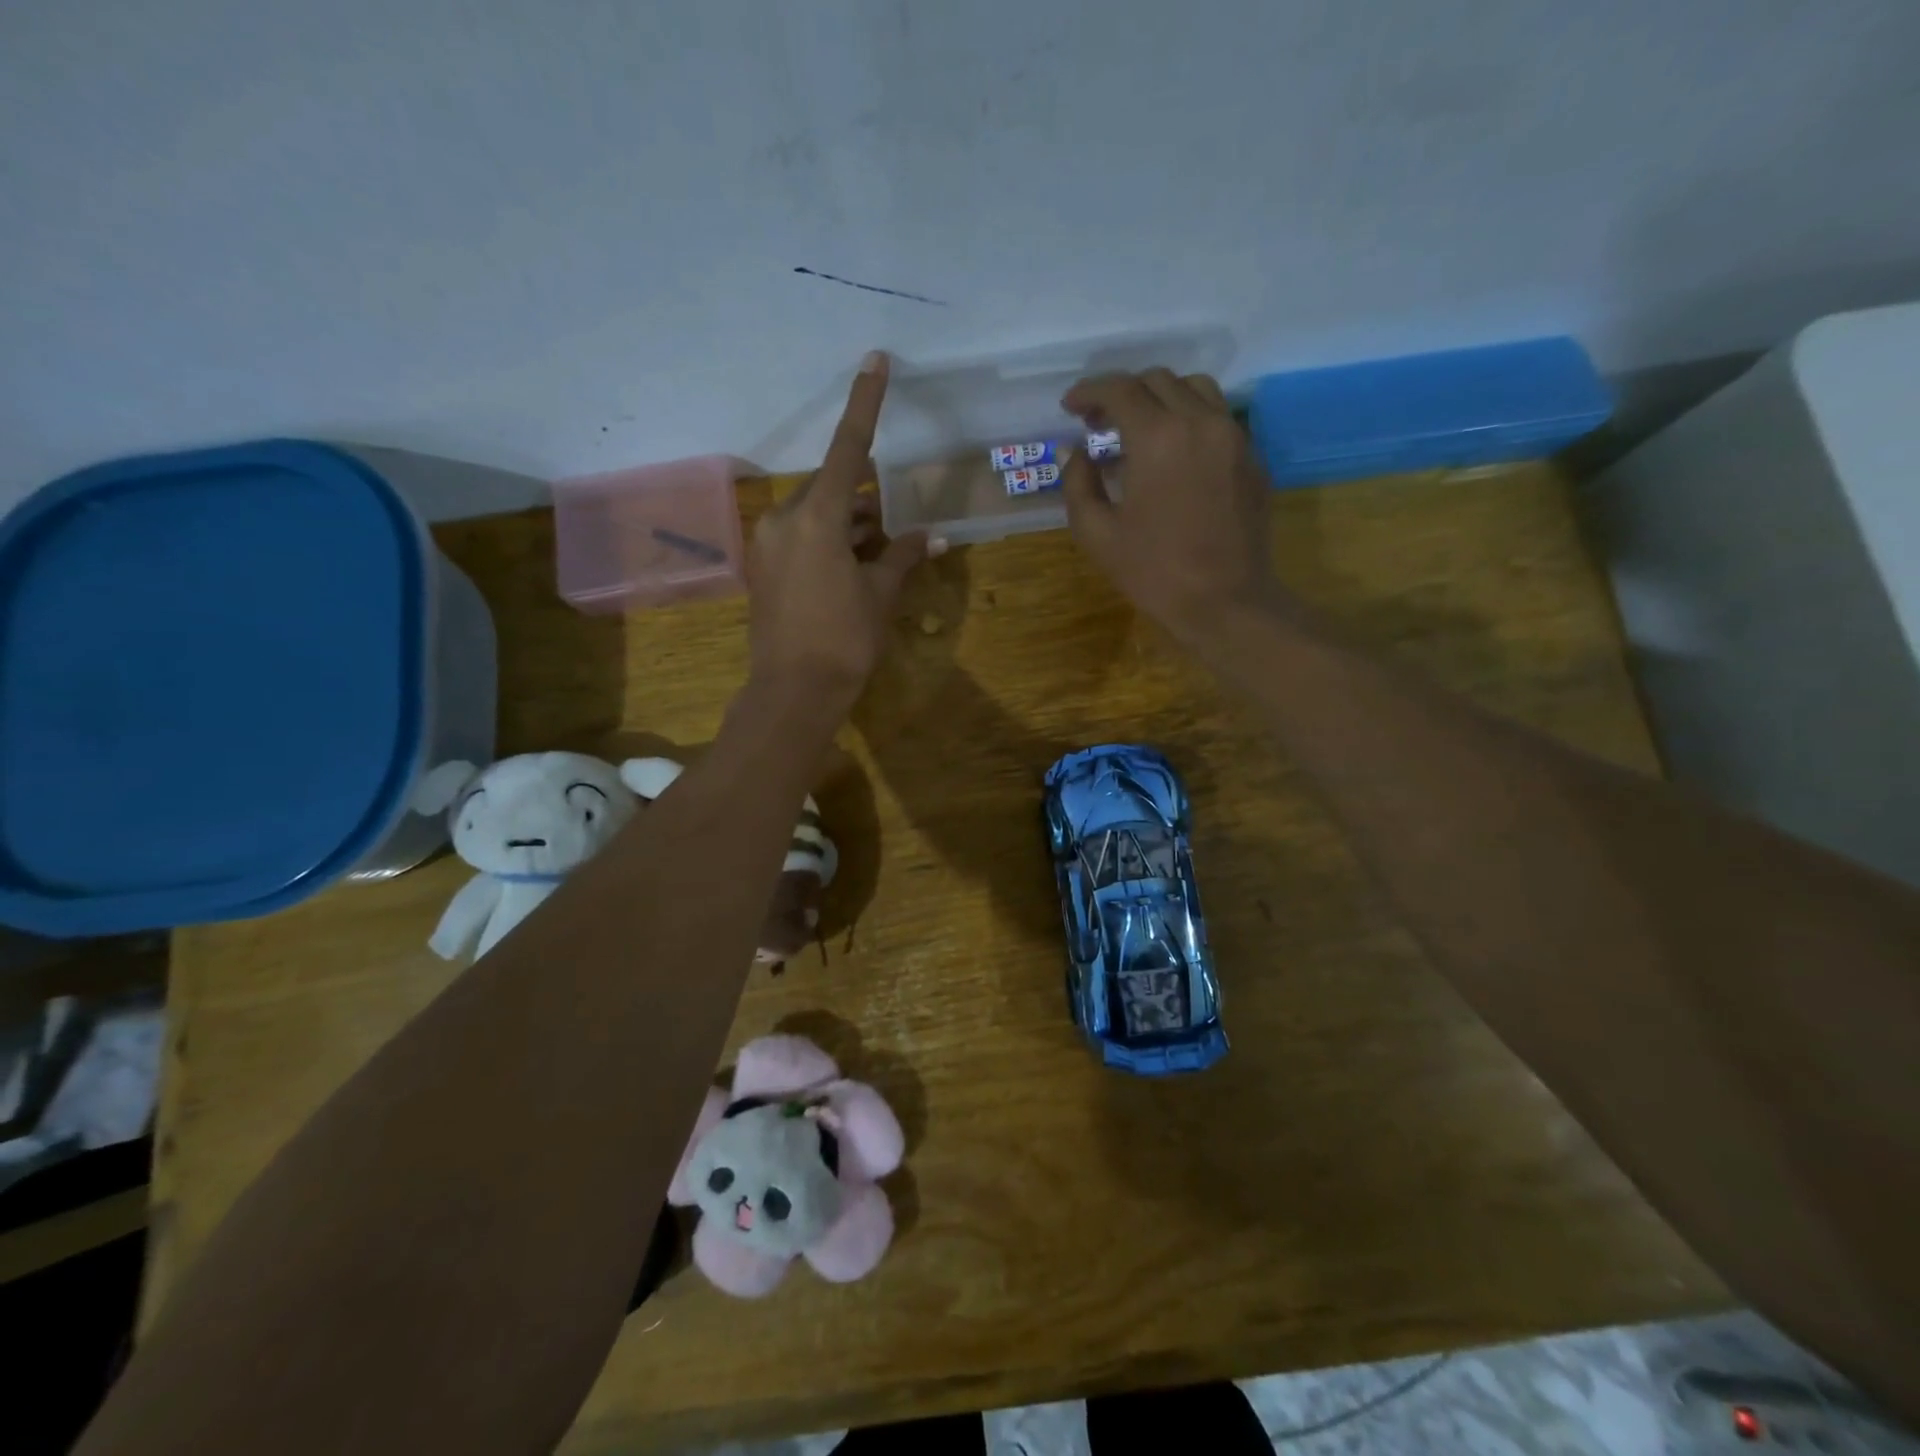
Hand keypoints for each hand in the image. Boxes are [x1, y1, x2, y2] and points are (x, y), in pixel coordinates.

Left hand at [746, 351, 936, 712]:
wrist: (794, 691)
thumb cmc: (845, 639)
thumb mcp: (881, 594)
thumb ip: (904, 556)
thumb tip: (933, 537)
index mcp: (817, 517)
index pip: (847, 447)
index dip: (864, 403)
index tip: (875, 360)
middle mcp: (785, 519)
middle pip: (831, 487)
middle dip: (864, 497)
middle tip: (894, 523)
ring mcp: (768, 544)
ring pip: (816, 514)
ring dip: (849, 524)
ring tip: (880, 551)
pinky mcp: (763, 567)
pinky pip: (800, 537)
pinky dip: (829, 541)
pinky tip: (853, 566)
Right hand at [1060, 369, 1275, 641]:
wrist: (1225, 601)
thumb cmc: (1154, 572)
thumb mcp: (1097, 534)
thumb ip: (1078, 484)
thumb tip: (1075, 452)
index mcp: (1158, 437)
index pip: (1120, 390)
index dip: (1090, 392)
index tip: (1071, 407)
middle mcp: (1200, 421)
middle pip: (1158, 381)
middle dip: (1123, 394)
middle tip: (1099, 424)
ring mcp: (1234, 437)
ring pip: (1195, 389)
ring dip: (1160, 398)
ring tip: (1140, 429)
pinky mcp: (1253, 458)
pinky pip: (1219, 419)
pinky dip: (1190, 420)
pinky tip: (1174, 454)